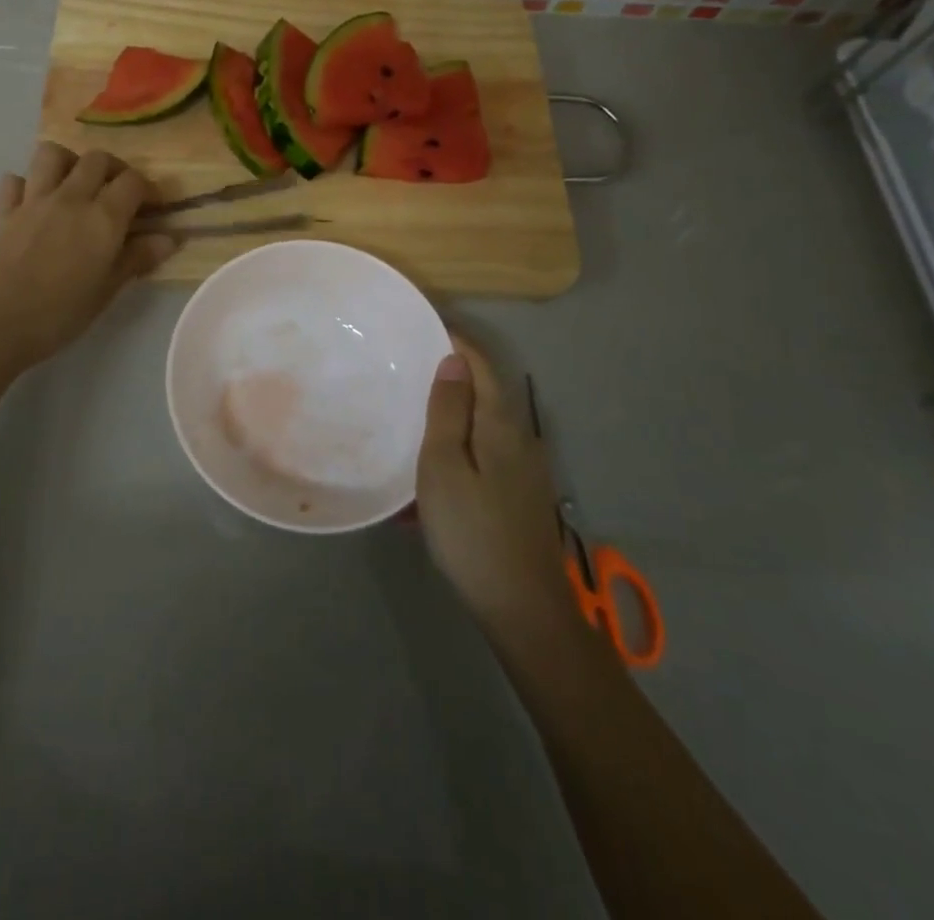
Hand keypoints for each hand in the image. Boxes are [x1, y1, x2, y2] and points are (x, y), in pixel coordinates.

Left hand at [0, 142, 176, 368]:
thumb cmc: (61, 313)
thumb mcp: (108, 290)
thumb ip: (138, 258)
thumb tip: (170, 238)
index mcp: (103, 217)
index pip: (133, 182)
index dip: (149, 189)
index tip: (154, 207)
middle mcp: (70, 198)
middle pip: (97, 159)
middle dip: (114, 169)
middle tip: (118, 193)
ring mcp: (33, 200)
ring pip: (52, 154)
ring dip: (69, 163)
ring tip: (76, 185)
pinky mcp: (4, 211)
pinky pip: (15, 180)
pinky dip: (27, 184)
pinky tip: (34, 203)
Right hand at [417, 339, 571, 638]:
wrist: (522, 608)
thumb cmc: (472, 530)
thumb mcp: (444, 466)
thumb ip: (448, 411)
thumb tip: (454, 360)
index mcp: (500, 425)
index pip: (481, 366)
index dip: (456, 342)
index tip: (425, 325)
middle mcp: (520, 439)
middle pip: (485, 393)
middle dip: (451, 377)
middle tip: (409, 370)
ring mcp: (524, 470)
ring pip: (482, 427)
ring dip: (451, 416)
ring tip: (412, 418)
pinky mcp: (519, 496)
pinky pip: (483, 456)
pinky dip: (457, 450)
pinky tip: (432, 474)